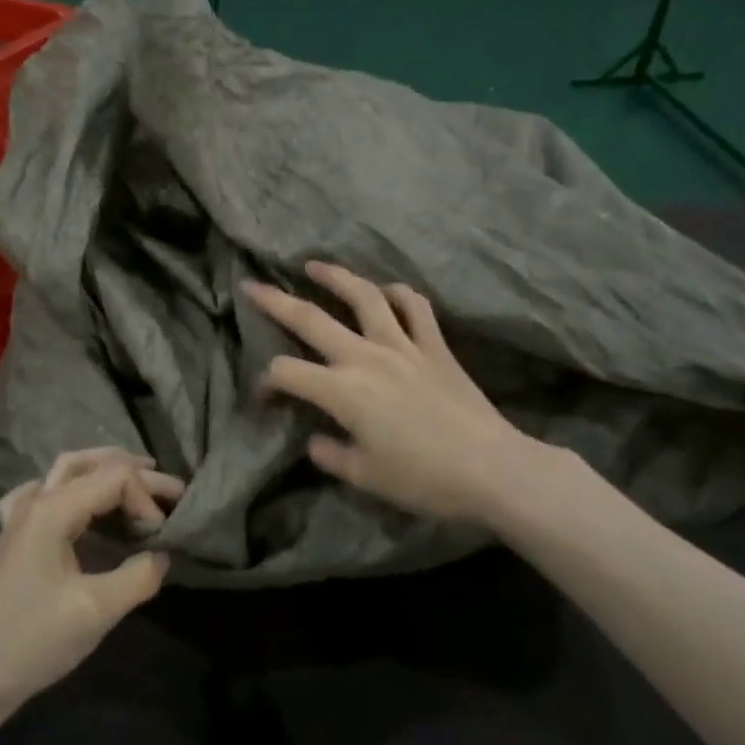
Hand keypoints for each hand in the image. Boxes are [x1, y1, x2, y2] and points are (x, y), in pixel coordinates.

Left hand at [0, 449, 181, 722]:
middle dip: (135, 472)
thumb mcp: (96, 611)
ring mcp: (20, 517)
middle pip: (91, 465)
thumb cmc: (33, 642)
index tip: (162, 538)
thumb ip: (138, 576)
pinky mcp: (14, 537)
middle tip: (173, 490)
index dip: (147, 500)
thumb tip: (163, 554)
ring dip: (104, 471)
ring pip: (66, 471)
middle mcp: (35, 501)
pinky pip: (42, 493)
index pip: (114, 478)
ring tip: (137, 481)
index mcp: (52, 510)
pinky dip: (68, 487)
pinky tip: (76, 501)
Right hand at [243, 262, 549, 526]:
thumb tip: (316, 440)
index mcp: (342, 391)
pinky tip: (385, 292)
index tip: (264, 398)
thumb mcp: (365, 477)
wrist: (492, 469)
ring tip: (313, 266)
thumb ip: (331, 455)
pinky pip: (414, 307)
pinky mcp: (435, 346)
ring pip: (363, 297)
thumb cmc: (423, 479)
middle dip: (275, 301)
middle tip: (251, 285)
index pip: (286, 373)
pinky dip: (397, 294)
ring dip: (335, 277)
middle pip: (311, 319)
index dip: (266, 383)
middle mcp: (366, 357)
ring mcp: (403, 345)